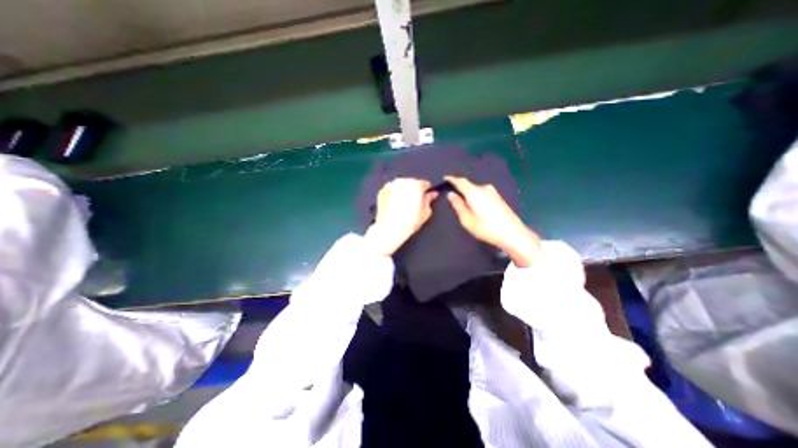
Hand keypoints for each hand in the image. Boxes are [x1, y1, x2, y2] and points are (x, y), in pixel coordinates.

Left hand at [364, 177, 438, 255]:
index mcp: (415, 185)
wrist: (390, 229)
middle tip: (414, 204)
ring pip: (401, 186)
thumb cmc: (407, 222)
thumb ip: (429, 200)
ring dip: (403, 192)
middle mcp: (402, 182)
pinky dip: (394, 195)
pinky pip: (391, 190)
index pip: (425, 183)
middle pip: (412, 183)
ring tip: (404, 206)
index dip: (426, 191)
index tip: (426, 197)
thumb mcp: (426, 212)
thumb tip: (432, 195)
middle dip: (414, 191)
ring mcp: (391, 186)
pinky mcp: (382, 192)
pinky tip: (396, 206)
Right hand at [447, 175, 538, 265]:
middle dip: (459, 188)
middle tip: (451, 195)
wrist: (513, 234)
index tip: (444, 178)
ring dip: (468, 193)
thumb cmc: (486, 228)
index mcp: (474, 192)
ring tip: (462, 202)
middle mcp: (484, 188)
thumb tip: (451, 194)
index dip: (451, 179)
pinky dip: (475, 196)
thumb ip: (458, 205)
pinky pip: (482, 193)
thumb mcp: (467, 219)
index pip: (460, 181)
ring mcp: (493, 192)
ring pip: (475, 189)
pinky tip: (474, 205)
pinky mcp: (498, 197)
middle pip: (468, 185)